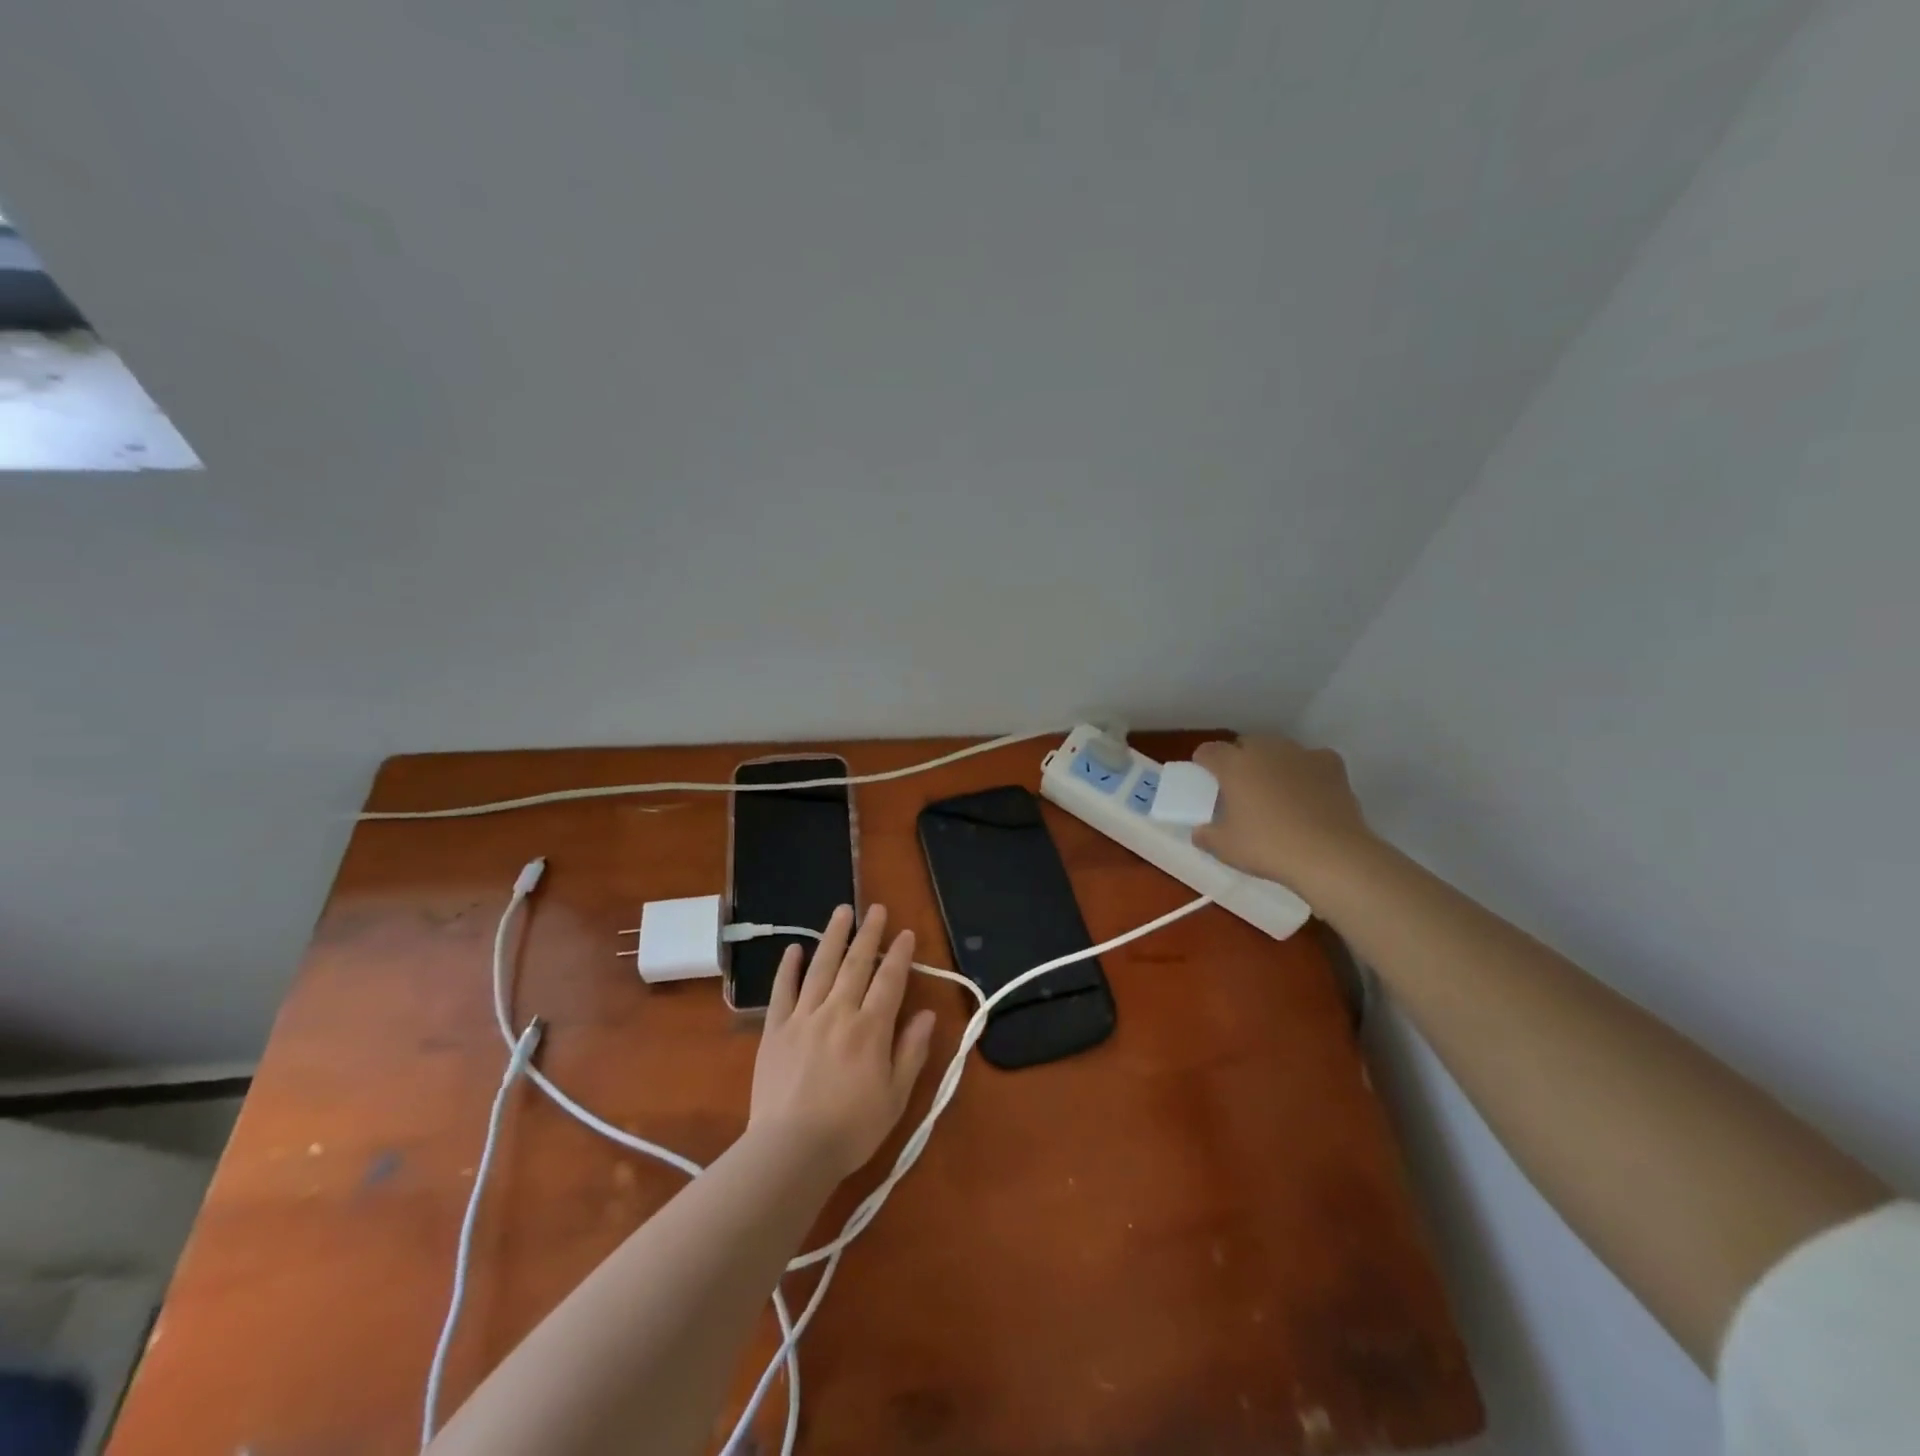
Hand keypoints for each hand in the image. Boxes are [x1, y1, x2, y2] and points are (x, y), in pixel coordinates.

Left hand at [749, 904, 937, 1180]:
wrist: (790, 1151)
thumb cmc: (851, 1129)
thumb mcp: (895, 1096)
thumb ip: (911, 1051)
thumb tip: (927, 1014)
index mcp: (870, 1029)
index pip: (889, 981)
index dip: (899, 955)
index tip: (905, 933)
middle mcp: (838, 1012)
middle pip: (856, 964)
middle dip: (868, 934)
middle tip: (875, 908)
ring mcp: (803, 1017)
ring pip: (821, 967)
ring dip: (833, 937)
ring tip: (841, 911)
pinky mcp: (775, 1030)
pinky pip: (782, 991)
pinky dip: (788, 968)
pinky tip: (794, 949)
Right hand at [1192, 736, 1375, 891]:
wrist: (1331, 854)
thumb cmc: (1268, 847)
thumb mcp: (1224, 848)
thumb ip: (1206, 835)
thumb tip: (1200, 831)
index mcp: (1233, 765)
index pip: (1208, 751)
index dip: (1203, 763)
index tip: (1205, 781)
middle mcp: (1265, 750)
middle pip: (1244, 744)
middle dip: (1239, 760)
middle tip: (1240, 789)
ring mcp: (1300, 754)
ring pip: (1278, 749)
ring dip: (1271, 763)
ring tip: (1275, 791)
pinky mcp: (1331, 764)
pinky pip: (1310, 759)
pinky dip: (1306, 770)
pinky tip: (1308, 791)